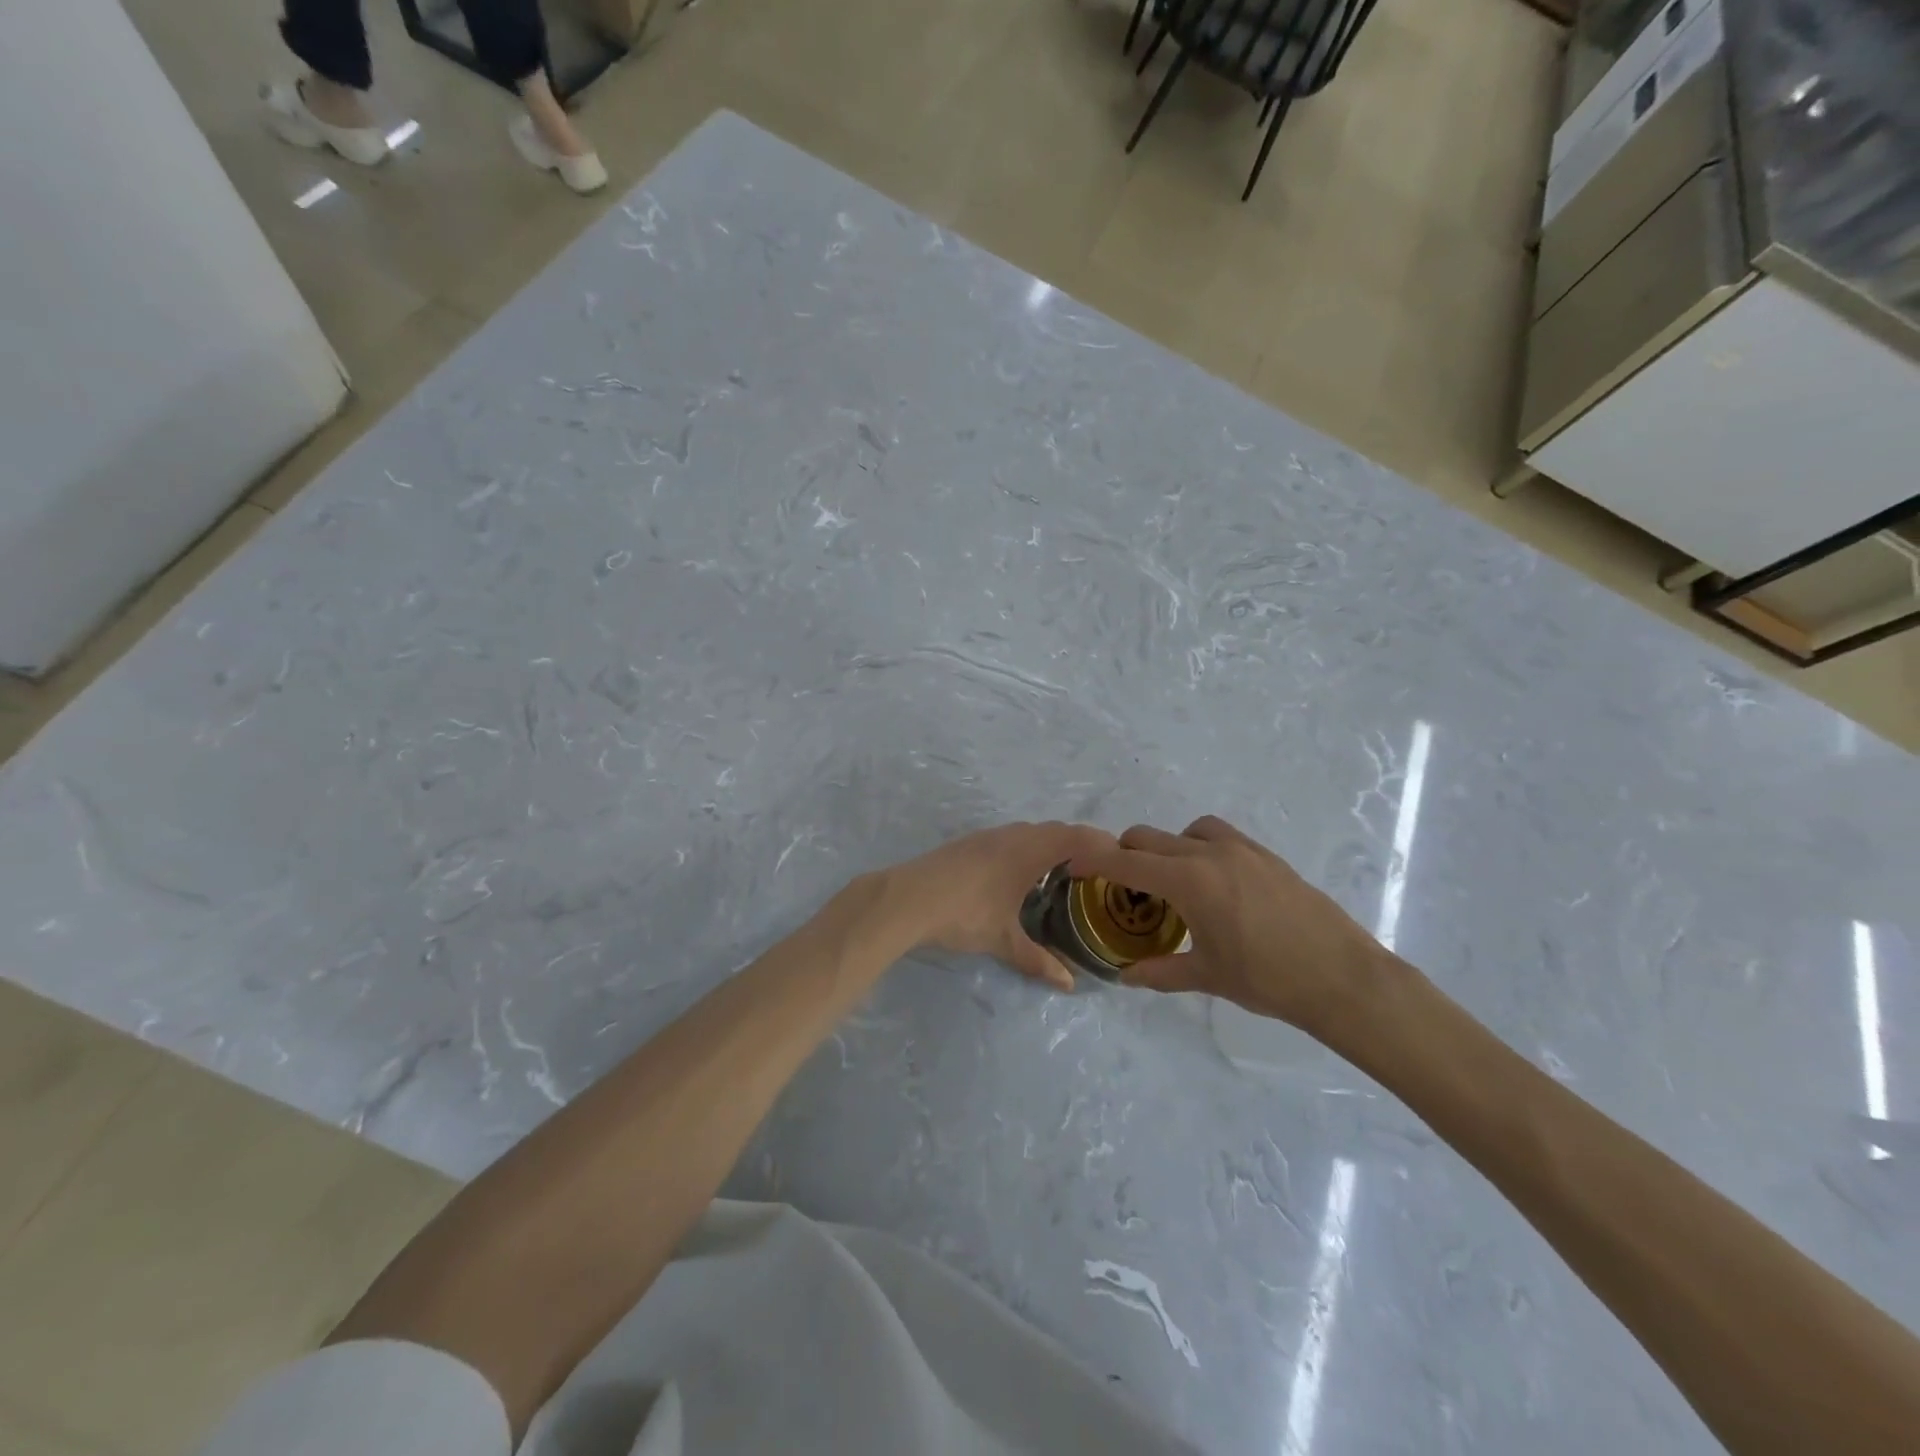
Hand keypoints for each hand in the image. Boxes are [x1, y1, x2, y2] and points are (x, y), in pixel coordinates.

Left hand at [876, 821, 1116, 991]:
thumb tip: (1068, 984)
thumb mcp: (1003, 940)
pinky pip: (1011, 838)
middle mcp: (1012, 835)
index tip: (1122, 858)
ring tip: (1064, 872)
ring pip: (1030, 832)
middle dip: (1080, 845)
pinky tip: (1021, 875)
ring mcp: (987, 836)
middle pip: (1056, 830)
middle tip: (1098, 870)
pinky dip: (1028, 848)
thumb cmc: (963, 913)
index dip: (1102, 843)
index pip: (1077, 836)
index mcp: (1029, 850)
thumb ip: (1037, 960)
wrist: (906, 898)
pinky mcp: (969, 843)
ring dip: (1051, 845)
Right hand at [1067, 815, 1396, 1030]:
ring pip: (1187, 830)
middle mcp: (1210, 853)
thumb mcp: (1208, 976)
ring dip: (1167, 846)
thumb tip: (1124, 977)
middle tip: (1120, 884)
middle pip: (1150, 837)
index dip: (1094, 860)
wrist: (1342, 976)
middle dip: (1125, 853)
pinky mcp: (1266, 855)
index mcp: (1189, 880)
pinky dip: (1200, 846)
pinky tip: (1211, 881)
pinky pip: (1220, 836)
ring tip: (1170, 879)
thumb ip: (1160, 971)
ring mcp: (1242, 849)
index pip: (1127, 861)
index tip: (1073, 864)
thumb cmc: (1268, 980)